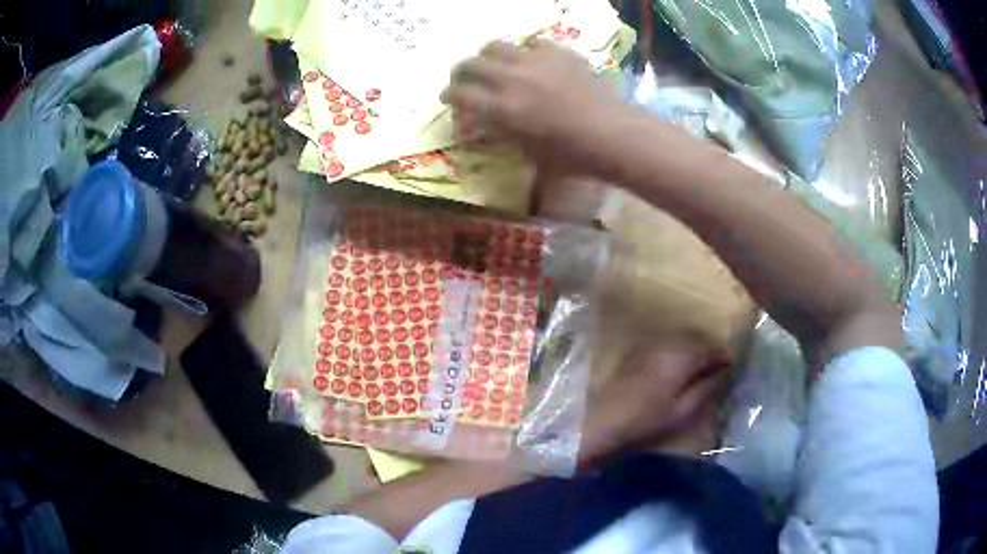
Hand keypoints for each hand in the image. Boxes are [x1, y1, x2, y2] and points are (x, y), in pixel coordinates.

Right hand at [440, 39, 625, 171]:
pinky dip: (524, 51)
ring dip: (487, 56)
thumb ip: (500, 132)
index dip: (448, 96)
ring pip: (496, 46)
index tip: (448, 98)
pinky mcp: (558, 51)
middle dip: (460, 72)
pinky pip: (531, 43)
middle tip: (464, 79)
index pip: (459, 93)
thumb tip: (485, 122)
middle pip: (470, 63)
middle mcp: (511, 78)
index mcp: (501, 108)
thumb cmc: (570, 155)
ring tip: (493, 64)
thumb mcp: (526, 153)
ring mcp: (535, 60)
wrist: (612, 134)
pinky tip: (531, 62)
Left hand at [578, 340, 730, 466]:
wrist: (602, 420)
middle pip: (698, 338)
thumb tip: (724, 372)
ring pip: (682, 339)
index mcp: (682, 354)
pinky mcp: (637, 350)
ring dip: (694, 350)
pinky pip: (666, 343)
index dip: (724, 357)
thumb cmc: (646, 419)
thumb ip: (707, 387)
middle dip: (710, 351)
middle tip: (717, 370)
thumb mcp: (683, 410)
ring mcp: (650, 343)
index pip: (712, 347)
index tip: (731, 369)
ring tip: (699, 371)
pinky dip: (677, 351)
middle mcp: (667, 341)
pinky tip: (676, 369)